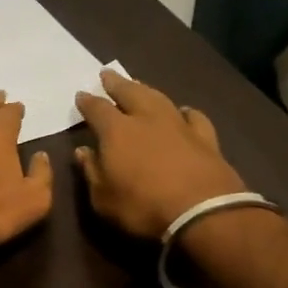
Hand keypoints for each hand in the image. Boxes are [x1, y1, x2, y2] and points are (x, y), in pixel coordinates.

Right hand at [74, 71, 248, 239]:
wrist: (203, 213)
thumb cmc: (143, 207)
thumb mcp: (103, 198)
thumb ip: (92, 172)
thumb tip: (82, 151)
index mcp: (116, 131)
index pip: (97, 109)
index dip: (87, 101)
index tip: (81, 95)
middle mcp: (146, 119)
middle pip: (129, 92)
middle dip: (116, 83)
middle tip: (107, 74)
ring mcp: (179, 126)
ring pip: (159, 98)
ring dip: (146, 90)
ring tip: (138, 85)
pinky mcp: (206, 138)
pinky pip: (194, 117)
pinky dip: (186, 112)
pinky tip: (184, 111)